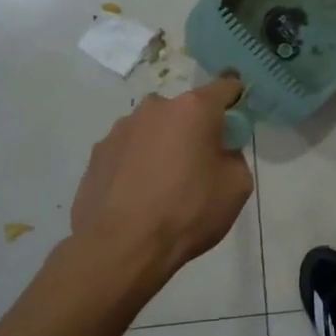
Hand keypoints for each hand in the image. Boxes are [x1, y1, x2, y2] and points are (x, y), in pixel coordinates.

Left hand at [70, 76, 252, 273]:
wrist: (121, 247)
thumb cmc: (188, 212)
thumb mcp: (236, 186)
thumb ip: (233, 156)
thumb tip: (218, 152)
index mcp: (193, 109)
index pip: (225, 87)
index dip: (237, 99)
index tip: (238, 119)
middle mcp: (155, 108)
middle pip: (185, 110)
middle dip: (195, 129)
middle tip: (200, 164)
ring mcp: (120, 129)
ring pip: (154, 130)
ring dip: (164, 146)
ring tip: (164, 186)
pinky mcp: (97, 153)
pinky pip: (129, 151)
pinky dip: (138, 164)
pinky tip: (139, 196)